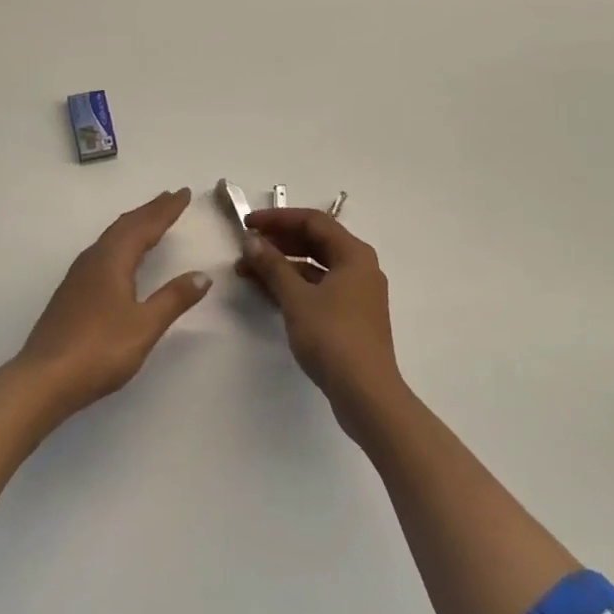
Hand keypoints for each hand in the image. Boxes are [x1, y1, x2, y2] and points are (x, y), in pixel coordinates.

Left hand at [15, 188, 210, 414]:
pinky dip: (122, 241)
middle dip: (150, 210)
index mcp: (113, 260)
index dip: (166, 209)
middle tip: (171, 198)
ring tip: (151, 219)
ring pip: (112, 236)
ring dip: (134, 224)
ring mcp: (79, 274)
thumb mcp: (144, 326)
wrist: (44, 378)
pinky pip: (104, 250)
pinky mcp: (72, 290)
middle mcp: (94, 258)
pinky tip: (122, 255)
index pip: (145, 226)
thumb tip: (202, 275)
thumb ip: (174, 299)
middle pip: (126, 225)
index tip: (184, 193)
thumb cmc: (99, 350)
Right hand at [238, 208, 404, 434]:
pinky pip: (318, 288)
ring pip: (315, 267)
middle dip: (278, 242)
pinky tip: (268, 292)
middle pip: (315, 242)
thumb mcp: (296, 298)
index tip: (247, 224)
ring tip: (248, 271)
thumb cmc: (333, 337)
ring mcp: (357, 293)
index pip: (312, 221)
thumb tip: (251, 240)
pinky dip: (294, 286)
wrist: (367, 395)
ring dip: (282, 266)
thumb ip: (272, 265)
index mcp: (354, 254)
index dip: (277, 219)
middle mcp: (359, 267)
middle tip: (246, 247)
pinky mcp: (351, 316)